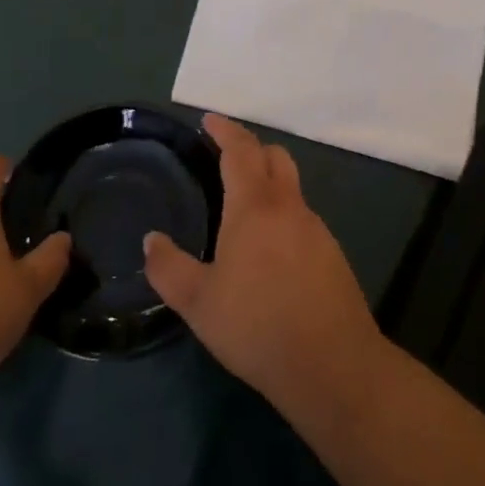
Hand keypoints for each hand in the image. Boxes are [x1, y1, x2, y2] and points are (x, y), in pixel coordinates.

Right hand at [144, 115, 386, 421]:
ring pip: (292, 188)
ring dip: (268, 183)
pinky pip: (303, 219)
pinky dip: (283, 216)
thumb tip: (151, 240)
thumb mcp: (199, 302)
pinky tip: (270, 252)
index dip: (224, 130)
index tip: (209, 120)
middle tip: (225, 156)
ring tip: (242, 209)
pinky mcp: (333, 255)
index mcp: (255, 206)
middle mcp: (289, 207)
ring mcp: (317, 230)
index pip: (240, 150)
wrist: (333, 366)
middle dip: (250, 148)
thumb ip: (169, 268)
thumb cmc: (258, 326)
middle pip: (274, 156)